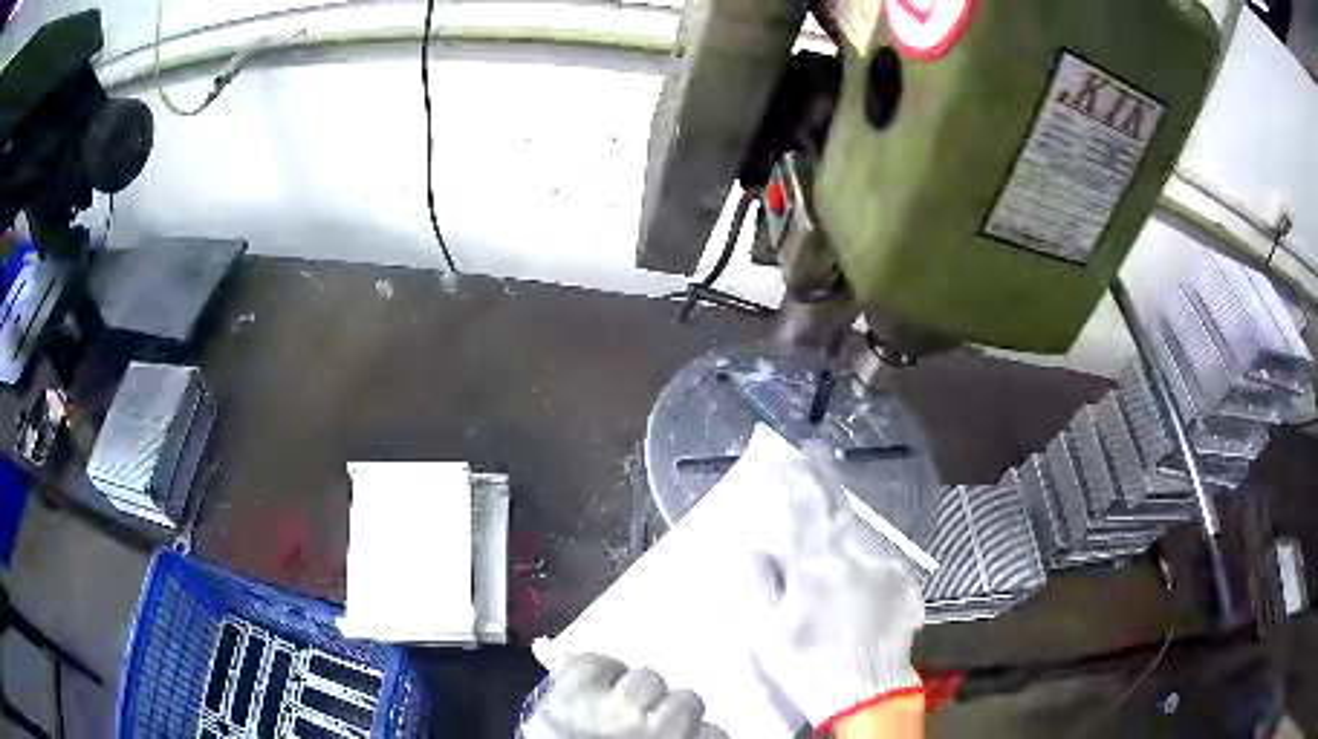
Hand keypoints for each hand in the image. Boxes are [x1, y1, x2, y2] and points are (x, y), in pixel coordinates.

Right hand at [519, 654, 727, 738]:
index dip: (606, 679)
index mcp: (576, 697)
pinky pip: (714, 732)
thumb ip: (572, 704)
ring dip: (678, 719)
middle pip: (648, 679)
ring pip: (688, 701)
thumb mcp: (550, 732)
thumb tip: (595, 688)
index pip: (598, 663)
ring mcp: (666, 726)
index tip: (604, 693)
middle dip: (645, 700)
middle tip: (635, 721)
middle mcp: (624, 704)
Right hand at [748, 446, 925, 731]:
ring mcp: (886, 568)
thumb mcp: (764, 631)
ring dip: (846, 523)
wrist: (865, 691)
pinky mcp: (905, 584)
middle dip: (825, 476)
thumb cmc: (806, 664)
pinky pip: (881, 562)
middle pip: (839, 506)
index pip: (804, 508)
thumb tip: (755, 547)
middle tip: (816, 452)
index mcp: (816, 565)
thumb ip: (757, 582)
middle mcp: (855, 556)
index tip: (789, 457)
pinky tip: (859, 580)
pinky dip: (867, 561)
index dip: (796, 479)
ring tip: (833, 521)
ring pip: (863, 534)